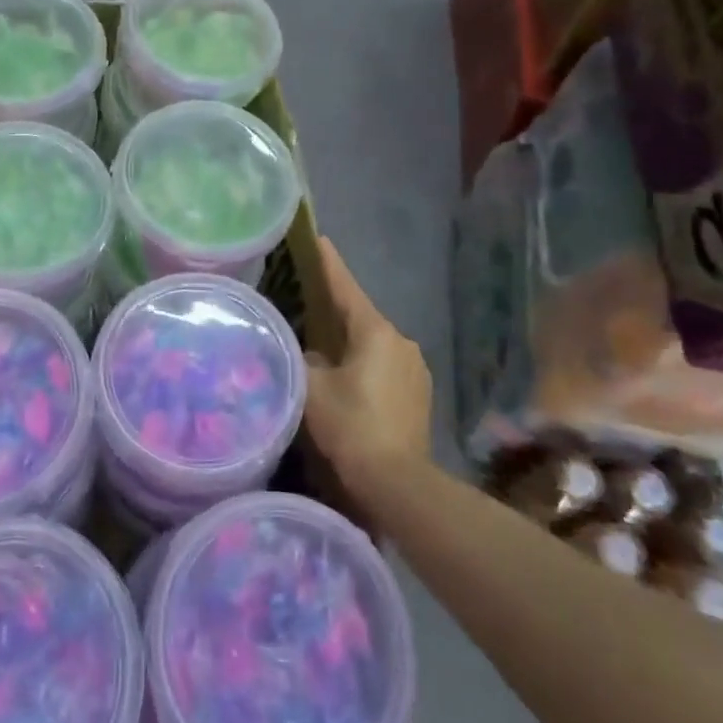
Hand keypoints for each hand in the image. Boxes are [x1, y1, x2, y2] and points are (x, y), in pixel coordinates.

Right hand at [303, 237, 431, 495]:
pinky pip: (386, 365)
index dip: (329, 264)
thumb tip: (303, 349)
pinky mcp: (420, 393)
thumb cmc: (351, 426)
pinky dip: (366, 364)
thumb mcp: (312, 388)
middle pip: (360, 317)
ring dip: (351, 343)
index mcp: (376, 332)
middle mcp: (401, 341)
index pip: (346, 288)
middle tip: (309, 303)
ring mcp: (415, 368)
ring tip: (325, 349)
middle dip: (336, 310)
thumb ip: (302, 358)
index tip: (319, 240)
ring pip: (374, 343)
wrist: (398, 482)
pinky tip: (350, 382)